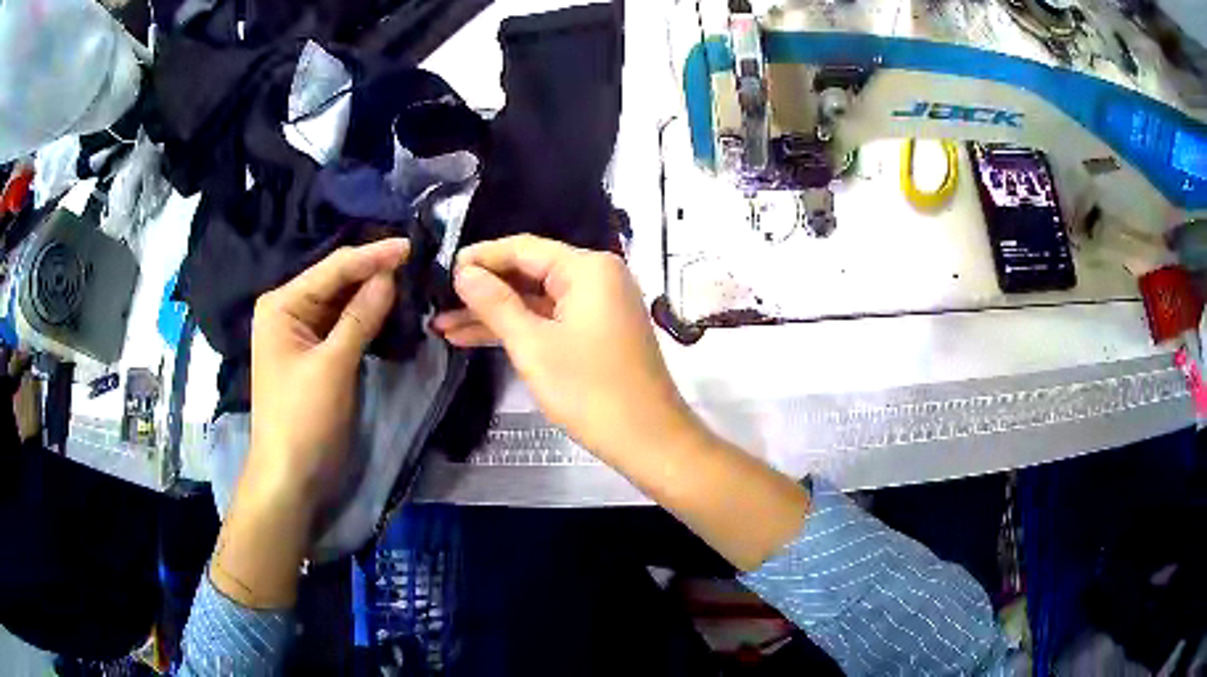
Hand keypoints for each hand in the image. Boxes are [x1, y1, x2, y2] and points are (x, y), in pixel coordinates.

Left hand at [246, 238, 408, 519]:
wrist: (291, 476)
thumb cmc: (303, 419)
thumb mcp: (333, 366)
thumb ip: (360, 317)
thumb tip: (390, 275)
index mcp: (281, 304)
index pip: (332, 269)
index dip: (372, 256)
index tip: (411, 245)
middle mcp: (289, 310)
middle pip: (336, 281)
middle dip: (373, 271)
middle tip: (417, 258)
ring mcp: (303, 333)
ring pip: (342, 303)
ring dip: (373, 293)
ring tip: (411, 277)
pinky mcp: (317, 354)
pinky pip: (344, 325)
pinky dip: (367, 317)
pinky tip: (392, 307)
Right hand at [432, 235, 700, 463]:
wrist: (648, 439)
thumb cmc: (589, 390)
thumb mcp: (533, 345)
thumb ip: (495, 303)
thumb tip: (463, 272)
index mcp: (588, 268)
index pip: (523, 248)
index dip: (480, 258)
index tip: (442, 271)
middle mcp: (597, 277)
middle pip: (529, 272)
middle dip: (483, 290)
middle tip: (438, 302)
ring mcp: (599, 306)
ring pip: (536, 300)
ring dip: (494, 314)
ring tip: (443, 325)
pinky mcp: (597, 332)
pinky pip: (550, 319)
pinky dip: (518, 329)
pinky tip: (475, 338)